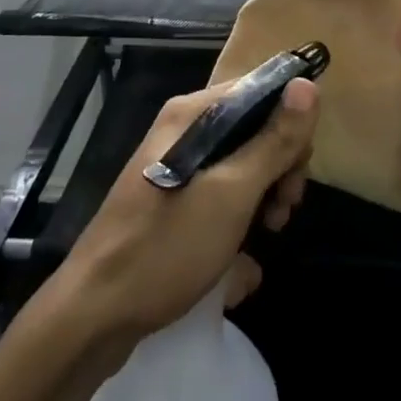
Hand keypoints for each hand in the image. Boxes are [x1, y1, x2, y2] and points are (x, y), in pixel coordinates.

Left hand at [49, 76, 318, 343]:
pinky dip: (238, 221)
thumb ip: (273, 140)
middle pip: (252, 129)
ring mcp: (175, 168)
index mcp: (193, 114)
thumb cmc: (166, 247)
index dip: (290, 122)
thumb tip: (308, 84)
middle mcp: (183, 131)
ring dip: (263, 198)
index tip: (300, 167)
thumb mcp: (232, 193)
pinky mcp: (171, 203)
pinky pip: (219, 197)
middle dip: (279, 167)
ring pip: (240, 167)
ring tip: (267, 235)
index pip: (259, 90)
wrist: (93, 317)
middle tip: (284, 210)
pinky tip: (242, 263)